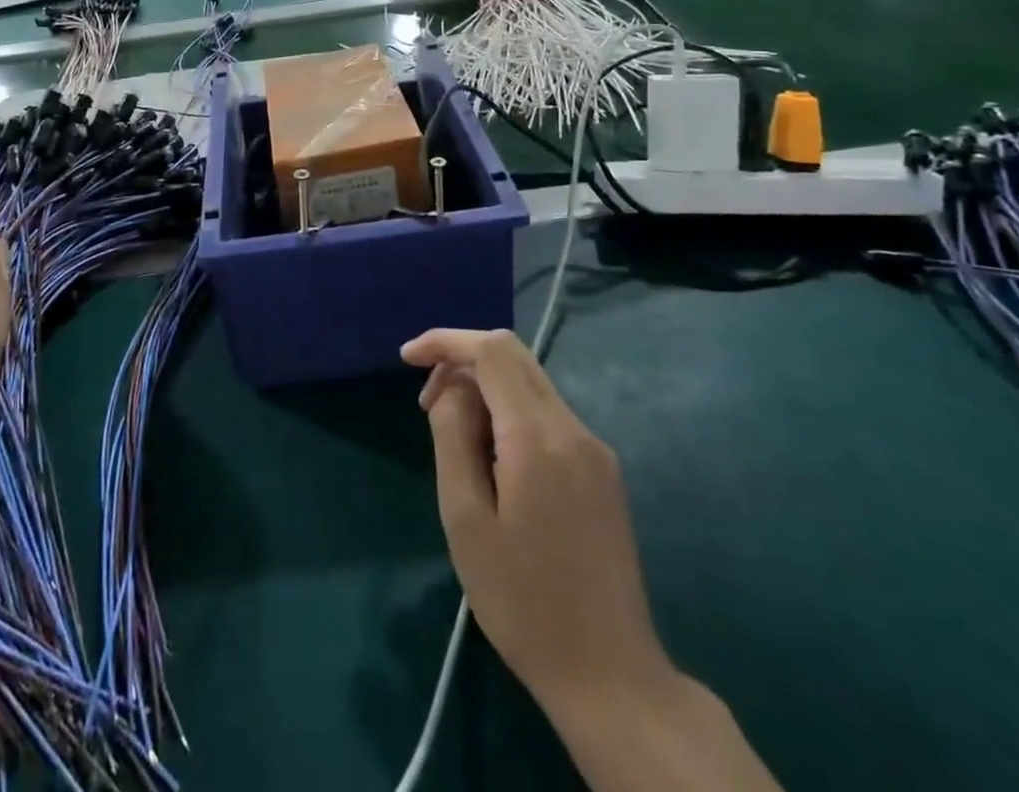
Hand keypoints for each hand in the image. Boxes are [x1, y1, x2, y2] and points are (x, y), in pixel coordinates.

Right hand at [402, 328, 672, 721]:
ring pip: (530, 384)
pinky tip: (491, 459)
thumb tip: (450, 390)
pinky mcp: (603, 471)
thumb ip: (452, 437)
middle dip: (462, 361)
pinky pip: (547, 415)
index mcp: (538, 437)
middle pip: (514, 356)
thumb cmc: (523, 602)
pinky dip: (509, 413)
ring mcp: (595, 449)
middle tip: (425, 402)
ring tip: (453, 437)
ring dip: (485, 389)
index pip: (492, 351)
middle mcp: (574, 429)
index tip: (408, 358)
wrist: (611, 675)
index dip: (446, 341)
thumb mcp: (465, 519)